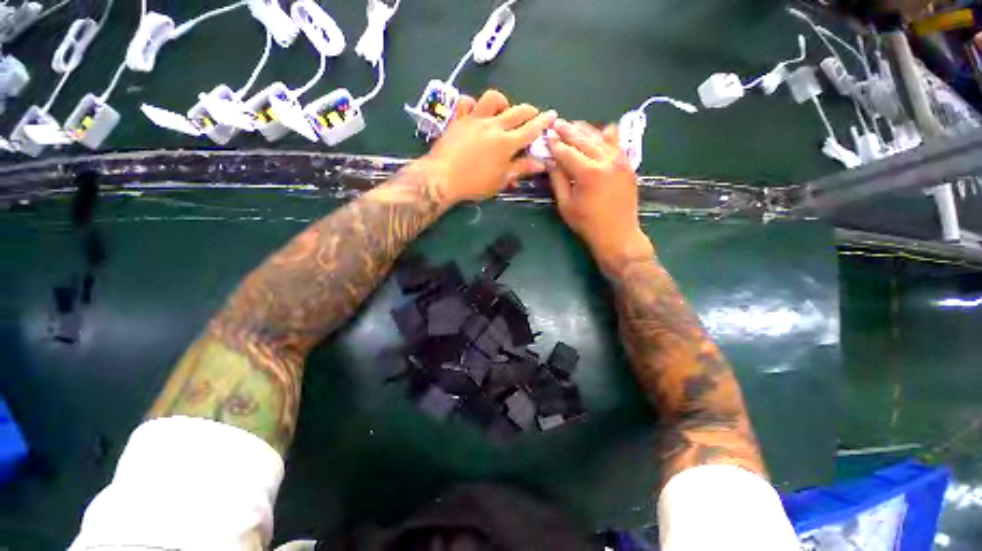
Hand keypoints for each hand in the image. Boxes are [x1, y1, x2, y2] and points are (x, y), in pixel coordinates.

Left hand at [423, 89, 556, 205]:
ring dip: (503, 102)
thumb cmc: (474, 184)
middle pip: (517, 111)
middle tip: (533, 115)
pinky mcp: (458, 119)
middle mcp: (493, 126)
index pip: (531, 129)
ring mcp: (474, 119)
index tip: (552, 114)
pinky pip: (467, 102)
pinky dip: (473, 104)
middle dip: (530, 111)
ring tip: (503, 112)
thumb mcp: (500, 180)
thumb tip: (542, 163)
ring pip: (493, 99)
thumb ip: (521, 168)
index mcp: (507, 143)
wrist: (442, 178)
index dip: (544, 121)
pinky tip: (475, 112)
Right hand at [547, 119, 654, 272]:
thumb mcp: (566, 204)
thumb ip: (558, 180)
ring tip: (573, 125)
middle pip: (583, 139)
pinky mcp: (628, 164)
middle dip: (568, 130)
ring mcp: (620, 160)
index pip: (567, 151)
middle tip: (556, 123)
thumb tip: (551, 161)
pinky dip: (608, 136)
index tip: (546, 136)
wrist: (618, 234)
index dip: (555, 144)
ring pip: (601, 137)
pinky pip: (617, 144)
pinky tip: (602, 131)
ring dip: (586, 130)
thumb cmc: (587, 223)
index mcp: (588, 172)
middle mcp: (606, 160)